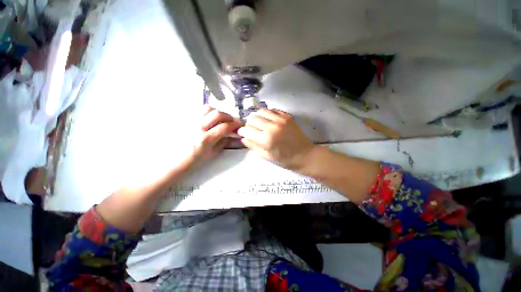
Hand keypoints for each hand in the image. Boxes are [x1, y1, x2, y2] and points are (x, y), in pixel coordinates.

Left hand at [192, 106, 241, 162]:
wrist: (173, 161)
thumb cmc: (193, 161)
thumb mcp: (212, 154)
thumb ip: (224, 143)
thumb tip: (234, 136)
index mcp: (206, 139)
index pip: (225, 127)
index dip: (235, 125)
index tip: (241, 125)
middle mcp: (198, 127)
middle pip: (218, 114)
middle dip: (229, 117)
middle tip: (232, 122)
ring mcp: (191, 121)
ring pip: (208, 108)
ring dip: (218, 113)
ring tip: (221, 120)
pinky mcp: (187, 119)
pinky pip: (200, 110)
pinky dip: (209, 113)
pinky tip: (211, 120)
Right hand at [237, 109, 315, 169]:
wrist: (305, 155)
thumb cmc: (285, 159)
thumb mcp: (266, 156)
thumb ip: (253, 146)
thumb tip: (243, 137)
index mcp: (266, 140)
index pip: (247, 130)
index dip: (242, 131)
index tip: (243, 133)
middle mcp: (272, 126)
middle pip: (252, 119)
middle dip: (249, 124)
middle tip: (252, 130)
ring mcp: (280, 119)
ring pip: (261, 111)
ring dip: (257, 117)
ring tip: (260, 124)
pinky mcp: (287, 116)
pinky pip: (272, 110)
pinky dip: (268, 114)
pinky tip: (269, 120)